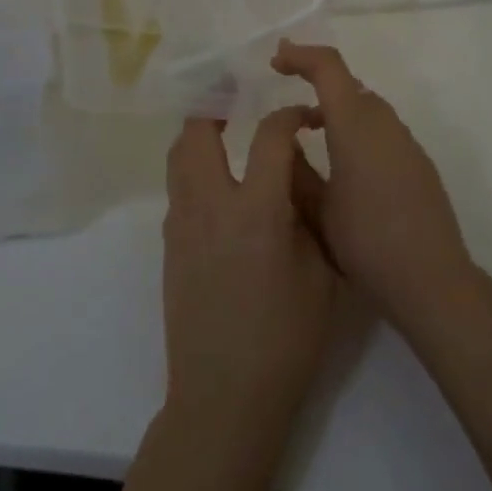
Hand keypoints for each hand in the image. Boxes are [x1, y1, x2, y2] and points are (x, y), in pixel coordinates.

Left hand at [161, 109, 336, 453]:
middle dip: (215, 101)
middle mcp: (210, 205)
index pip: (269, 136)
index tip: (303, 117)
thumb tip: (295, 173)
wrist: (224, 398)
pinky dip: (194, 168)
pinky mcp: (169, 245)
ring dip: (198, 131)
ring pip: (179, 156)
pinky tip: (218, 183)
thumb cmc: (286, 340)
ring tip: (222, 126)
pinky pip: (178, 188)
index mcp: (256, 210)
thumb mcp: (321, 274)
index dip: (288, 116)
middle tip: (236, 92)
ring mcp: (182, 224)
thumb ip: (308, 213)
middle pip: (198, 130)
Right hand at [270, 40, 477, 346]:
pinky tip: (344, 162)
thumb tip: (284, 141)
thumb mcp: (316, 210)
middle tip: (285, 93)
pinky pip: (380, 128)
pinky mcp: (418, 162)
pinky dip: (356, 128)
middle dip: (316, 80)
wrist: (432, 281)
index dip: (300, 56)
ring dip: (336, 107)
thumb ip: (294, 169)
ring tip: (309, 130)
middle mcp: (384, 122)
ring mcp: (406, 142)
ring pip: (366, 106)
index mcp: (355, 124)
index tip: (275, 62)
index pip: (328, 67)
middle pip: (348, 84)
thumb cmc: (366, 243)